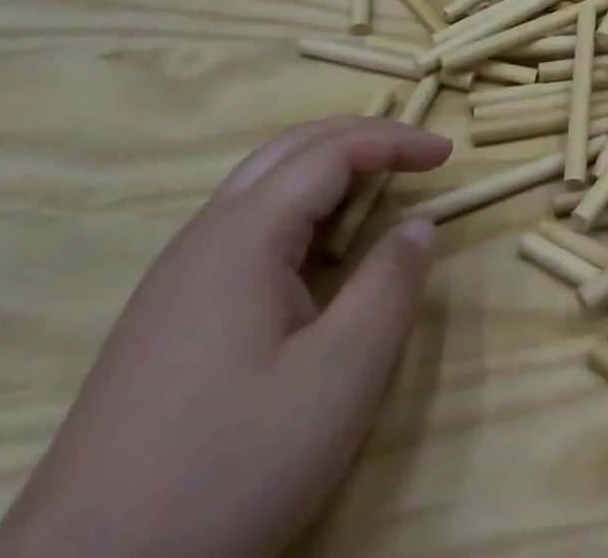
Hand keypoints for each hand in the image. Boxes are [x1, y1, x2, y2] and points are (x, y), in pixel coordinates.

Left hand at [0, 115, 451, 557]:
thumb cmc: (228, 469)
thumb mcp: (339, 378)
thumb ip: (391, 286)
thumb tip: (419, 224)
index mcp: (245, 235)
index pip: (332, 151)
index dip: (395, 141)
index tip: (446, 154)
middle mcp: (204, 236)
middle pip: (291, 150)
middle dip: (359, 137)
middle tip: (414, 153)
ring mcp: (174, 276)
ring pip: (260, 184)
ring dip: (325, 167)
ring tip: (374, 187)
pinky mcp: (161, 316)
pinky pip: (240, 224)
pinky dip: (294, 206)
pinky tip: (311, 252)